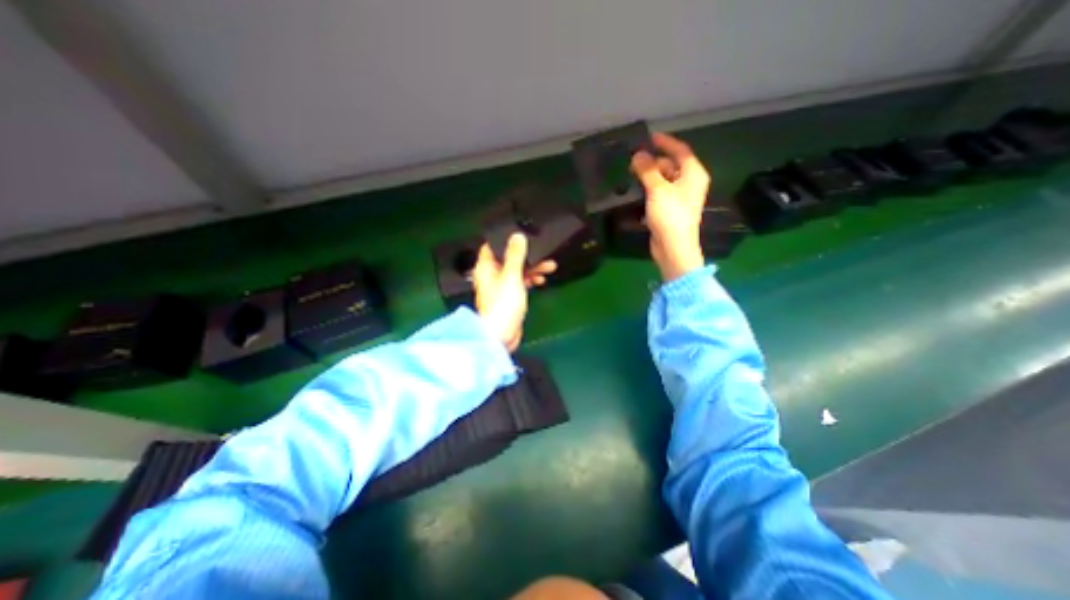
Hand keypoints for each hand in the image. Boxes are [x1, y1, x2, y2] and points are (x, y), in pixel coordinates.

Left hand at [472, 231, 556, 347]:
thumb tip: (517, 236)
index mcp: (486, 267)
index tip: (522, 236)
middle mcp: (491, 275)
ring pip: (517, 271)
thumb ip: (515, 255)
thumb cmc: (502, 305)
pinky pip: (520, 283)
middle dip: (527, 256)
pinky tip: (540, 281)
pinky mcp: (509, 297)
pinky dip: (530, 280)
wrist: (501, 335)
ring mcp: (501, 287)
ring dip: (532, 268)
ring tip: (549, 267)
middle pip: (509, 259)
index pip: (492, 246)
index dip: (506, 240)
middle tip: (543, 254)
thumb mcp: (511, 276)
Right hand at [629, 131, 708, 281]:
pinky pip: (660, 194)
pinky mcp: (670, 210)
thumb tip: (638, 154)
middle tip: (633, 161)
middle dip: (653, 162)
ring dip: (649, 177)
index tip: (647, 138)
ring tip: (631, 175)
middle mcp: (689, 183)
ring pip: (664, 181)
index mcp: (693, 173)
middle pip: (671, 165)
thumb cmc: (670, 215)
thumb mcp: (657, 189)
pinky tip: (635, 192)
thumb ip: (647, 170)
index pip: (680, 150)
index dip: (665, 142)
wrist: (673, 247)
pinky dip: (649, 190)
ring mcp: (680, 198)